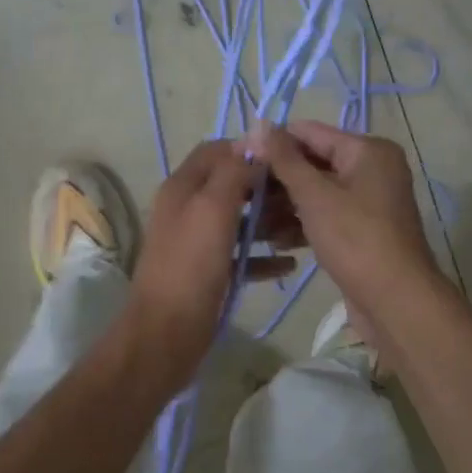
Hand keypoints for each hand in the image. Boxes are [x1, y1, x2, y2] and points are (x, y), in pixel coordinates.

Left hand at [120, 140, 298, 389]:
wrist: (166, 335)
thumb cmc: (191, 267)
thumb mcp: (213, 210)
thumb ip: (233, 171)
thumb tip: (255, 137)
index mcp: (184, 187)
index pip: (218, 151)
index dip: (251, 151)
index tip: (289, 159)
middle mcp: (189, 209)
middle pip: (234, 186)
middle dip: (268, 190)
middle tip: (304, 199)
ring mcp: (199, 243)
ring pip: (241, 222)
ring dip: (271, 223)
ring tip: (305, 231)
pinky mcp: (210, 273)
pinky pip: (243, 256)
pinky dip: (265, 257)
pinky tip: (291, 264)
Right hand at [246, 121, 443, 339]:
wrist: (396, 301)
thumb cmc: (355, 239)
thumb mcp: (315, 195)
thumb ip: (285, 159)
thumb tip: (259, 124)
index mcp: (368, 150)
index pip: (309, 132)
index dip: (272, 143)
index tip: (237, 159)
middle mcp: (372, 169)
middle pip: (313, 163)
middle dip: (276, 180)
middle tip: (239, 195)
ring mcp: (369, 202)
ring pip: (317, 193)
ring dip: (284, 206)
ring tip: (252, 222)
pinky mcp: (362, 231)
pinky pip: (326, 217)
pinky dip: (303, 224)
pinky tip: (276, 241)